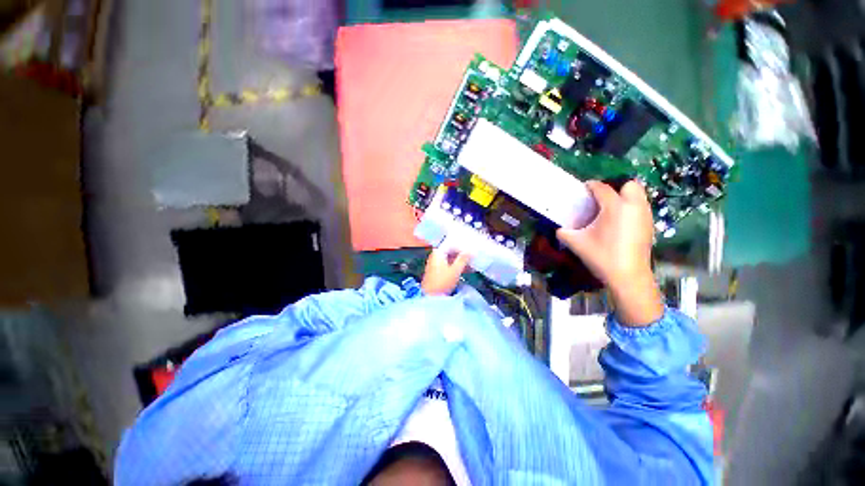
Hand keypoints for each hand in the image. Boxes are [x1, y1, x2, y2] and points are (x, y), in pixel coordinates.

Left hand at [421, 249, 471, 295]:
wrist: (431, 296)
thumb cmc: (443, 281)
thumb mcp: (455, 270)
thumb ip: (463, 259)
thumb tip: (471, 250)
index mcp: (438, 252)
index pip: (451, 244)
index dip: (461, 245)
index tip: (470, 247)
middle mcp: (435, 256)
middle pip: (450, 251)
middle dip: (461, 253)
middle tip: (472, 254)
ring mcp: (435, 264)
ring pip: (450, 258)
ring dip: (460, 260)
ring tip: (471, 262)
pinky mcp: (436, 271)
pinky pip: (448, 264)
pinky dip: (456, 265)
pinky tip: (465, 269)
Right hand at [556, 180, 662, 325]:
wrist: (628, 276)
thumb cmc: (601, 256)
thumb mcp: (576, 243)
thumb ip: (563, 232)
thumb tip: (559, 228)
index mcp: (614, 207)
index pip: (601, 188)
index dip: (590, 186)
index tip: (582, 189)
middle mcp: (633, 206)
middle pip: (629, 185)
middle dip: (615, 188)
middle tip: (601, 200)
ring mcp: (644, 216)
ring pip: (638, 195)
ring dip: (624, 197)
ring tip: (610, 211)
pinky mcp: (649, 226)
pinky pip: (641, 207)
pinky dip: (631, 208)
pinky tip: (619, 223)